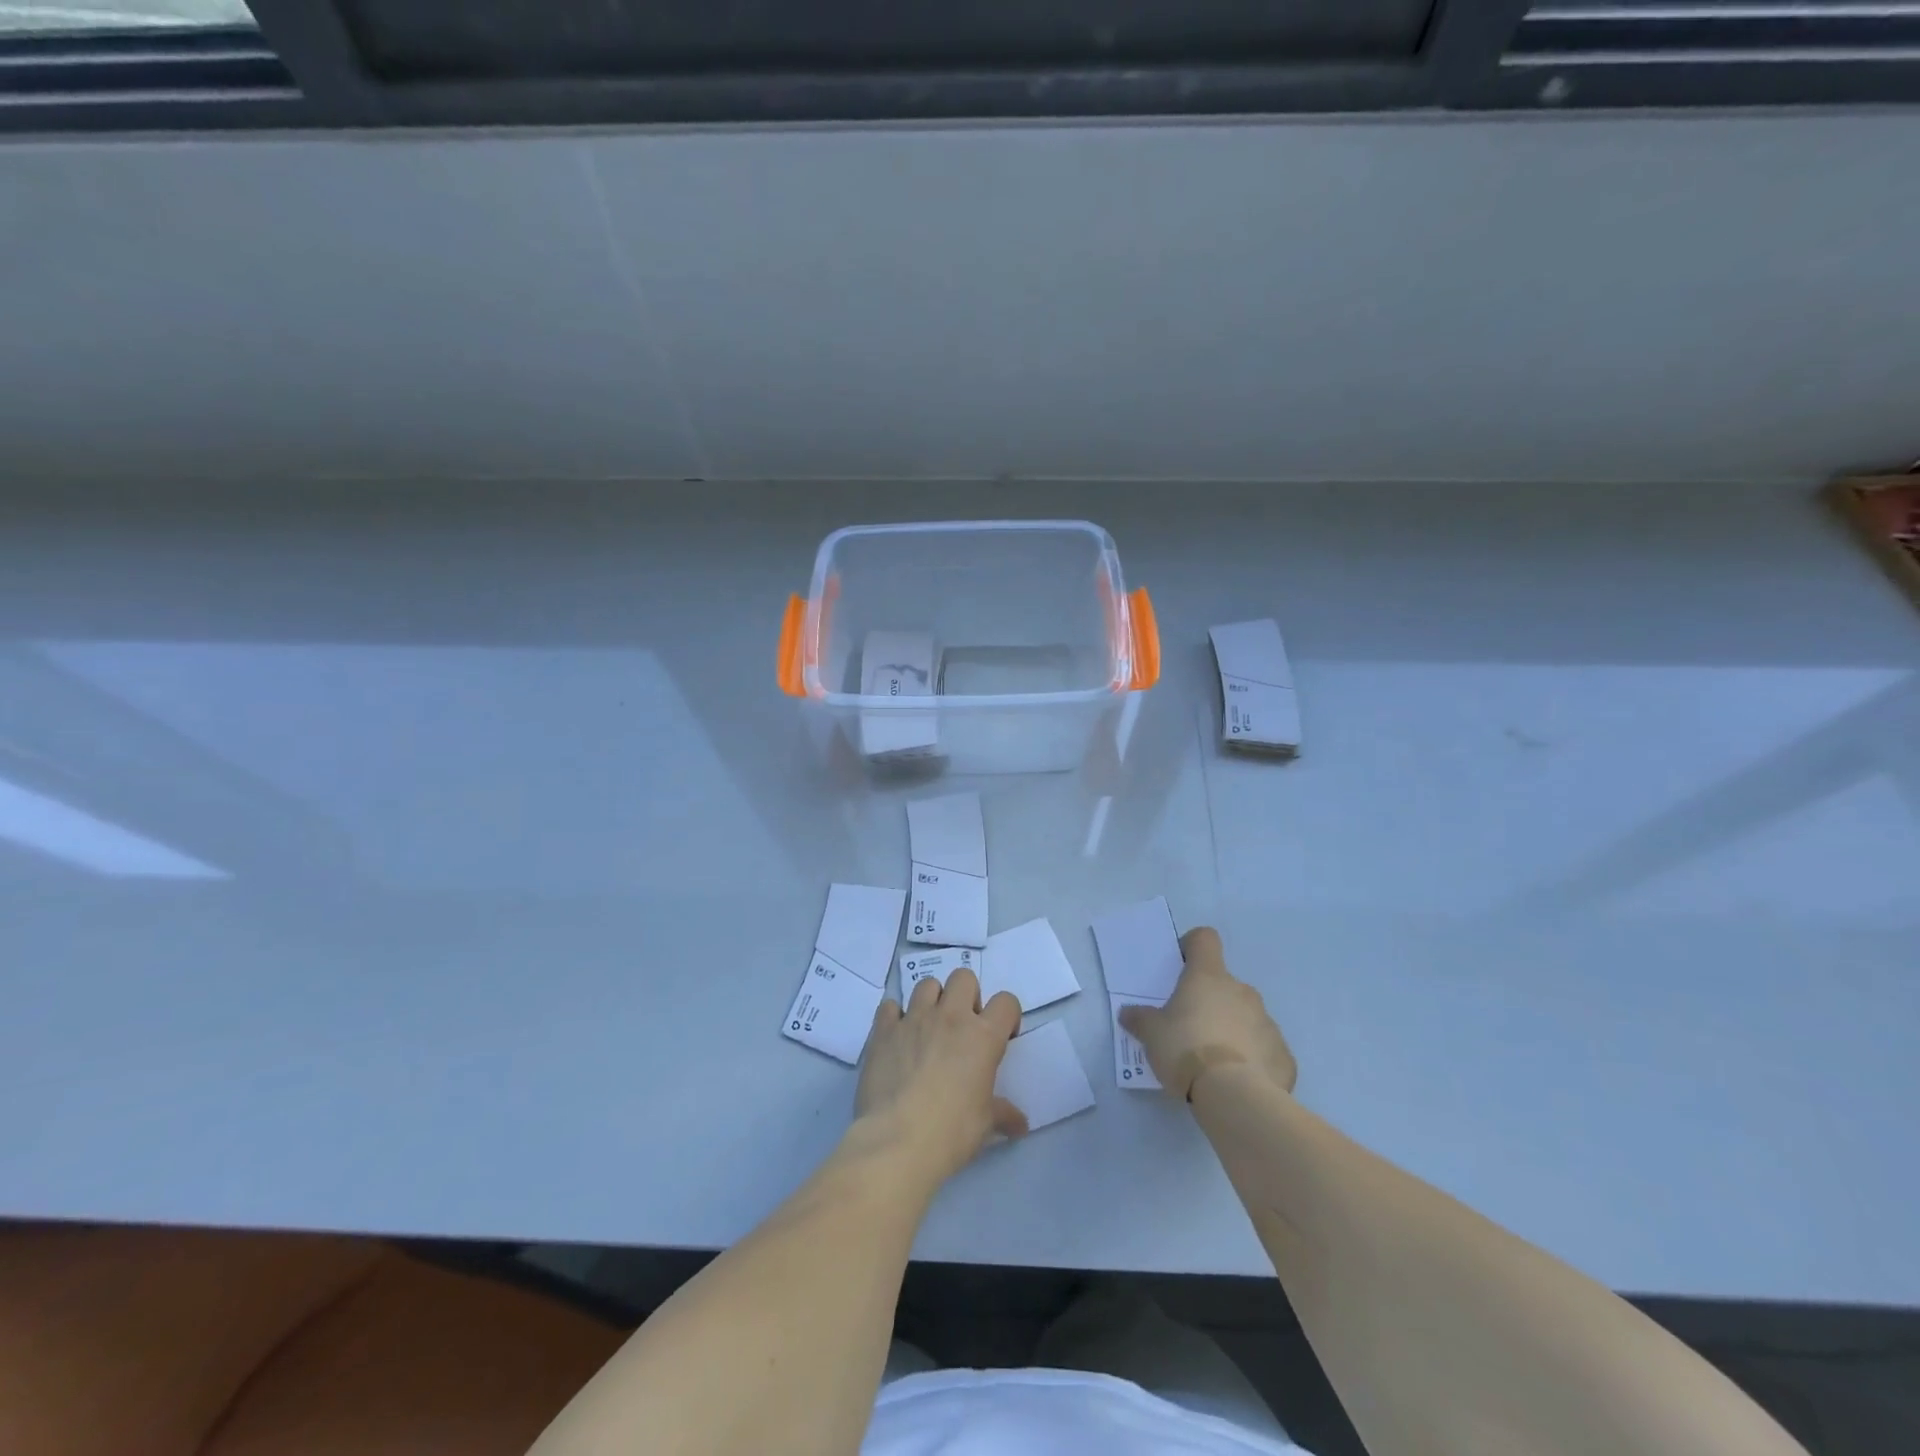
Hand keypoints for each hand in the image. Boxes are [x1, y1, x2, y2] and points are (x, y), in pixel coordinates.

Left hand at [852, 968, 1026, 1186]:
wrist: (897, 1142)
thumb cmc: (951, 1132)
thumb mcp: (986, 1124)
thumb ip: (1003, 1114)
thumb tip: (1021, 1124)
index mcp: (983, 1036)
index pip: (1006, 1002)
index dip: (1007, 1016)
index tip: (1001, 1037)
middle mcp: (950, 1017)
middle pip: (963, 978)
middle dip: (966, 996)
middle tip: (962, 1027)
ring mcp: (914, 1019)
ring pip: (927, 984)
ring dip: (931, 1001)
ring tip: (928, 1029)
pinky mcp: (883, 1029)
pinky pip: (889, 1005)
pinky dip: (894, 1016)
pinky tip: (897, 1038)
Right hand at [1118, 927, 1296, 1100]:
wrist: (1234, 1095)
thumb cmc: (1186, 1050)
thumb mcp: (1151, 1034)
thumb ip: (1140, 1019)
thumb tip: (1128, 1013)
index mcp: (1208, 977)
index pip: (1204, 939)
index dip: (1192, 947)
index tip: (1181, 967)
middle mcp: (1242, 991)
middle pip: (1224, 984)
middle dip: (1210, 1001)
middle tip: (1190, 1029)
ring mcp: (1267, 1022)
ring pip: (1247, 1016)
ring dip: (1233, 1030)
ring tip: (1215, 1062)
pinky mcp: (1283, 1055)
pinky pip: (1265, 1049)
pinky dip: (1253, 1060)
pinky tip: (1238, 1081)